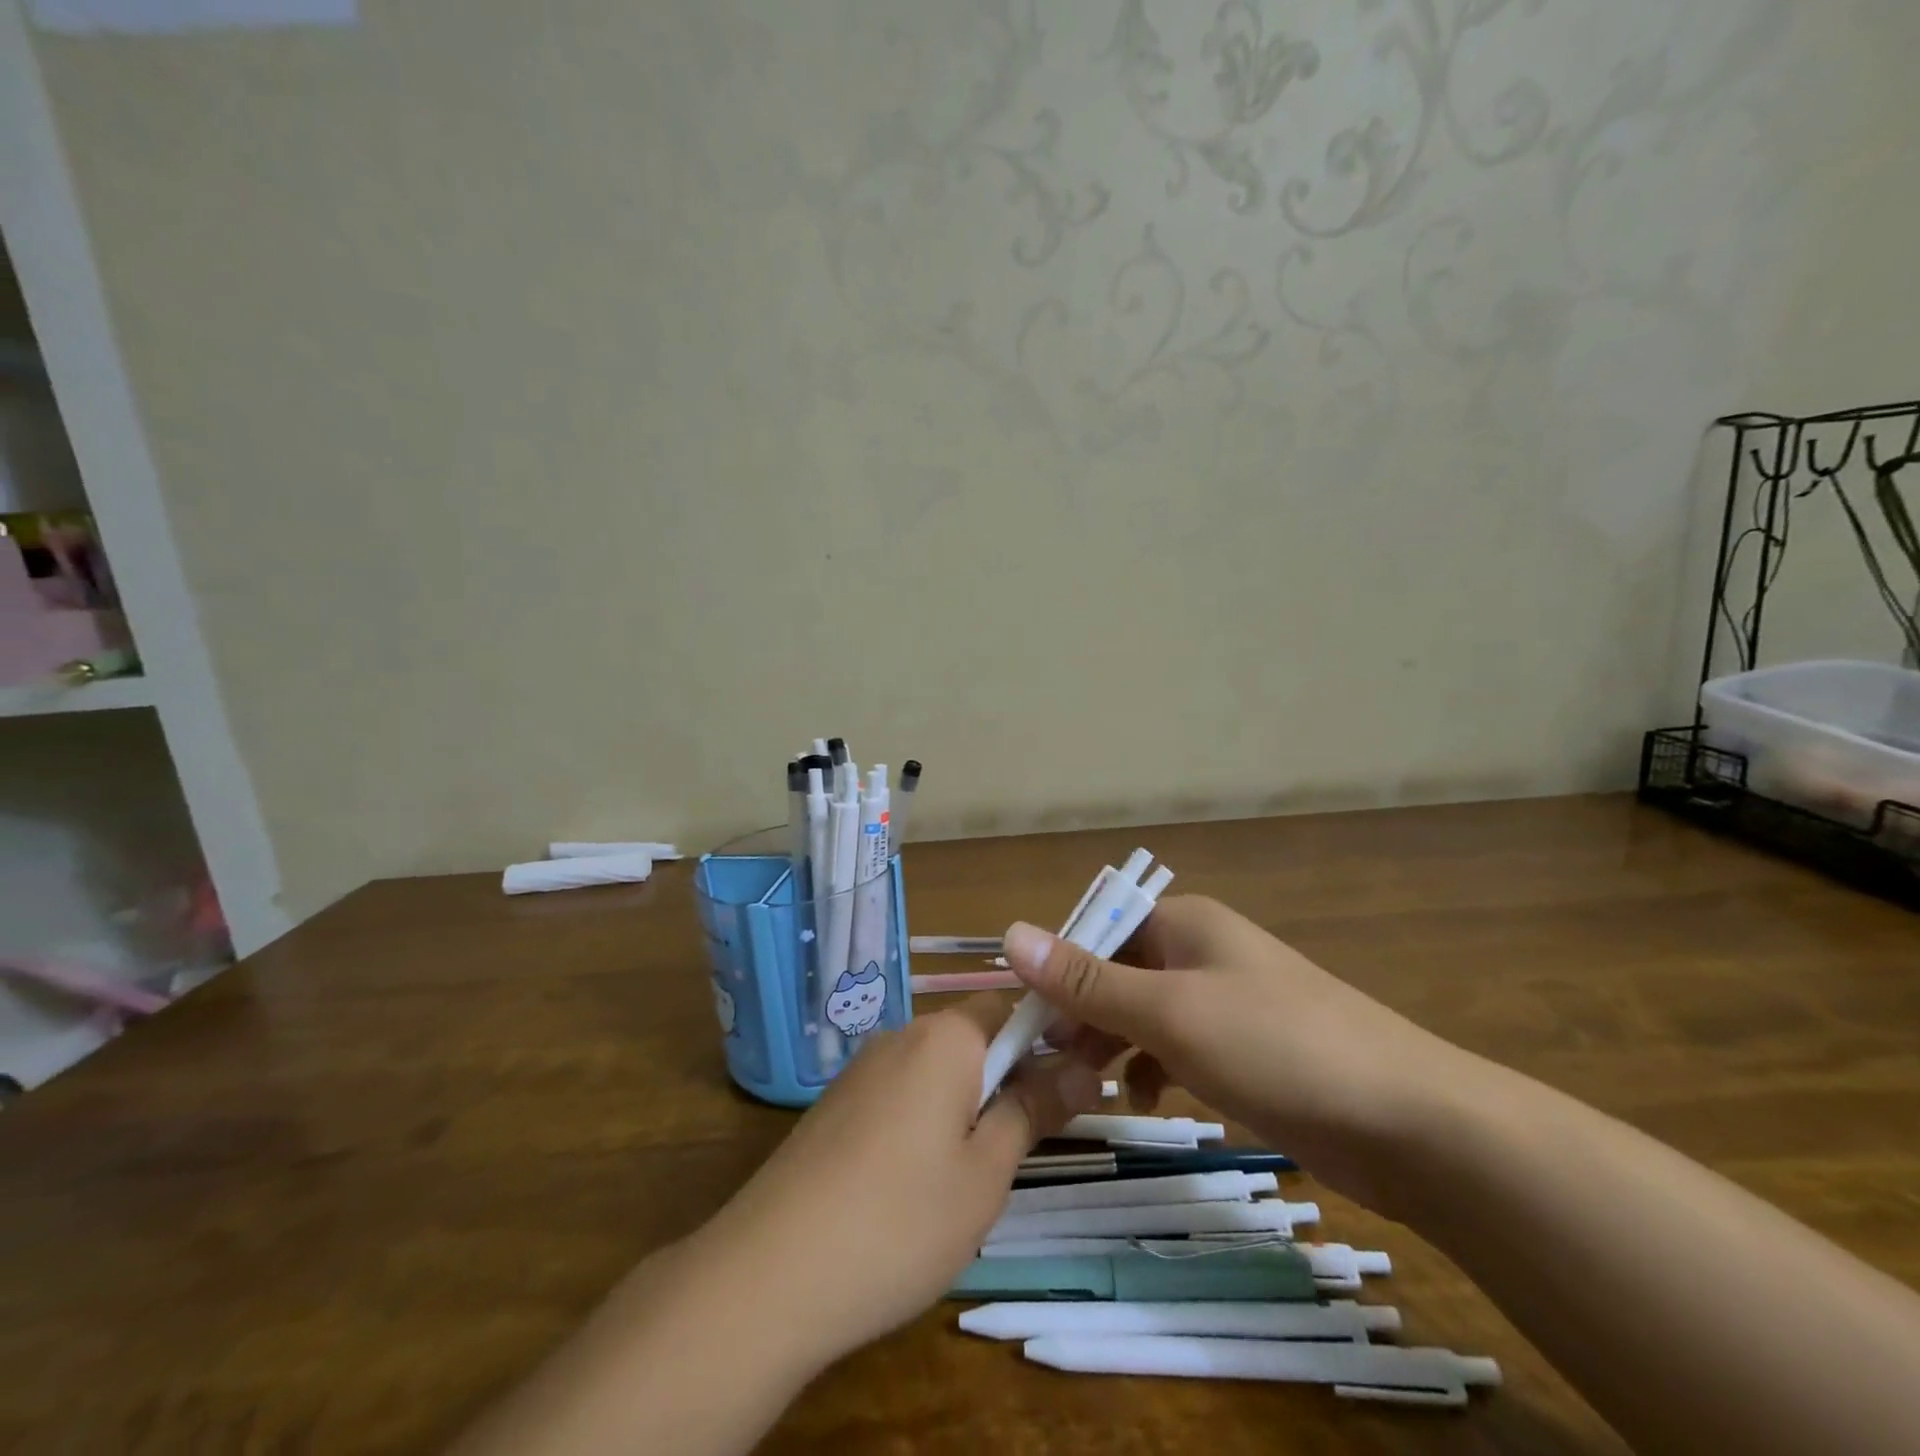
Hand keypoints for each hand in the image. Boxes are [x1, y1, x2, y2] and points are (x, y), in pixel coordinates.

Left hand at [696, 997, 1101, 1370]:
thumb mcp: (986, 1172)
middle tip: (1032, 1139)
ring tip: (979, 1172)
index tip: (1075, 1083)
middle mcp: (902, 1034)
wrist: (771, 1272)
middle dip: (1010, 1075)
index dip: (1049, 1037)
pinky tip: (920, 1183)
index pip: (1012, 1005)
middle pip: (974, 1036)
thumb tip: (1085, 1068)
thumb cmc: (901, 1219)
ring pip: (938, 1068)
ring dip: (969, 1101)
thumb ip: (1034, 1110)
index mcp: (946, 1037)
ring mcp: (863, 1068)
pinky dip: (927, 1118)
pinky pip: (902, 1092)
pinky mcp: (838, 1104)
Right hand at [1004, 897, 1472, 1214]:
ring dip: (1113, 1043)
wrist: (1412, 1124)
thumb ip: (1087, 978)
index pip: (1096, 933)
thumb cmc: (1277, 1047)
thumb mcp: (1170, 1012)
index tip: (1026, 1023)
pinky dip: (1155, 1067)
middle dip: (1081, 1014)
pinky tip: (1147, 1100)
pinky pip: (1179, 1046)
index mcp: (1183, 923)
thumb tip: (1009, 932)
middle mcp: (1201, 951)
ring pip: (1145, 1013)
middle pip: (1117, 972)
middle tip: (1048, 1064)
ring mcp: (1227, 1000)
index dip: (1056, 972)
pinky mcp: (1248, 1048)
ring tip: (1084, 1085)